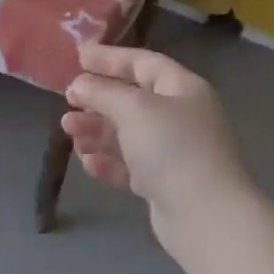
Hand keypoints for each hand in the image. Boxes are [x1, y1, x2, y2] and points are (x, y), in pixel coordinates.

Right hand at [62, 43, 253, 240]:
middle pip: (132, 100)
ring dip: (97, 130)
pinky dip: (108, 161)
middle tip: (68, 102)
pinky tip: (88, 162)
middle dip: (98, 100)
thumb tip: (79, 84)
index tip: (79, 56)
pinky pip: (130, 165)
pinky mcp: (165, 184)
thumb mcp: (133, 108)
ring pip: (128, 134)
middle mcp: (180, 117)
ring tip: (69, 132)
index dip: (110, 58)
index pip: (143, 63)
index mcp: (182, 89)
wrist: (206, 217)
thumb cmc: (172, 148)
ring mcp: (174, 152)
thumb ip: (102, 92)